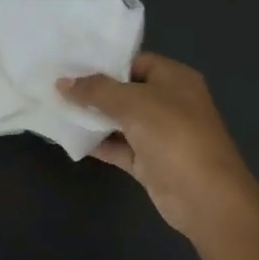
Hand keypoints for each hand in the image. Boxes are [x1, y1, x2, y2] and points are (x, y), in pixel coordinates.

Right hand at [59, 51, 258, 242]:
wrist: (205, 198)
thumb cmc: (174, 136)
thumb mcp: (133, 103)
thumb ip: (96, 90)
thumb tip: (62, 82)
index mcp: (174, 78)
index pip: (134, 61)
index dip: (104, 62)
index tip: (68, 63)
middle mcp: (168, 102)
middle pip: (125, 90)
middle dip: (92, 90)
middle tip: (54, 84)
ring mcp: (159, 134)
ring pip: (119, 120)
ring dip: (91, 117)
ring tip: (53, 107)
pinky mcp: (149, 162)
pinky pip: (118, 146)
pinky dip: (97, 143)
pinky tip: (68, 137)